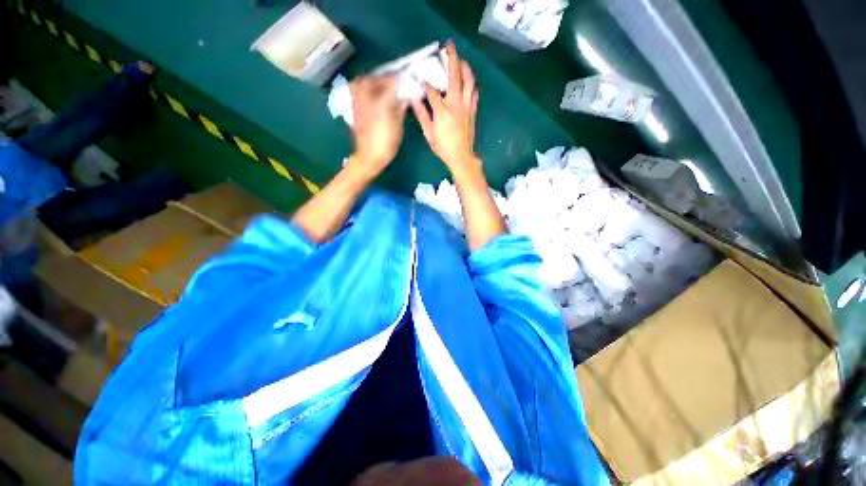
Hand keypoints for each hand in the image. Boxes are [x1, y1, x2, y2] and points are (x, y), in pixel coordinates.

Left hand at [348, 76, 407, 177]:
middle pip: (371, 79)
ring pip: (361, 84)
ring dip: (371, 81)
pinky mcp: (354, 110)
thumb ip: (400, 109)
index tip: (405, 79)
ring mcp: (358, 104)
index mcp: (380, 103)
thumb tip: (405, 98)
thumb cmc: (385, 144)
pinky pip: (356, 92)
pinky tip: (372, 96)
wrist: (369, 157)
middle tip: (391, 81)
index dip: (398, 80)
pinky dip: (364, 89)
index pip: (389, 84)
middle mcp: (366, 99)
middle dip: (382, 78)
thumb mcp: (397, 128)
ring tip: (380, 86)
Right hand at [411, 43, 480, 177]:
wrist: (461, 157)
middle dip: (451, 59)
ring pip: (469, 82)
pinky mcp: (473, 111)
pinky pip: (474, 93)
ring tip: (461, 60)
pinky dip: (472, 84)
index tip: (420, 78)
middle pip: (455, 77)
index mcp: (442, 111)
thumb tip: (414, 100)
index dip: (426, 83)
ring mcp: (467, 107)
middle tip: (449, 47)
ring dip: (465, 68)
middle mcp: (456, 105)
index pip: (432, 91)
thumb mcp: (429, 133)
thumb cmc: (443, 147)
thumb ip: (422, 115)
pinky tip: (469, 80)